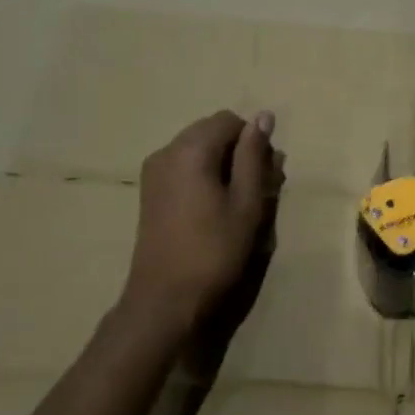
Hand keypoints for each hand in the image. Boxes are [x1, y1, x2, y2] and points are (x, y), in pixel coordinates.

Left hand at [111, 110, 284, 340]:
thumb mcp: (246, 202)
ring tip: (236, 201)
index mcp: (190, 149)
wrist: (166, 298)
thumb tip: (263, 116)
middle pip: (211, 131)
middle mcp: (166, 151)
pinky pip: (184, 166)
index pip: (230, 120)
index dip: (253, 141)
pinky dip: (204, 176)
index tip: (264, 174)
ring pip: (198, 149)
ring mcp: (153, 172)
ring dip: (222, 164)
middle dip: (237, 151)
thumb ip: (254, 156)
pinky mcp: (150, 192)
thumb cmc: (214, 250)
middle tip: (255, 189)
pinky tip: (214, 208)